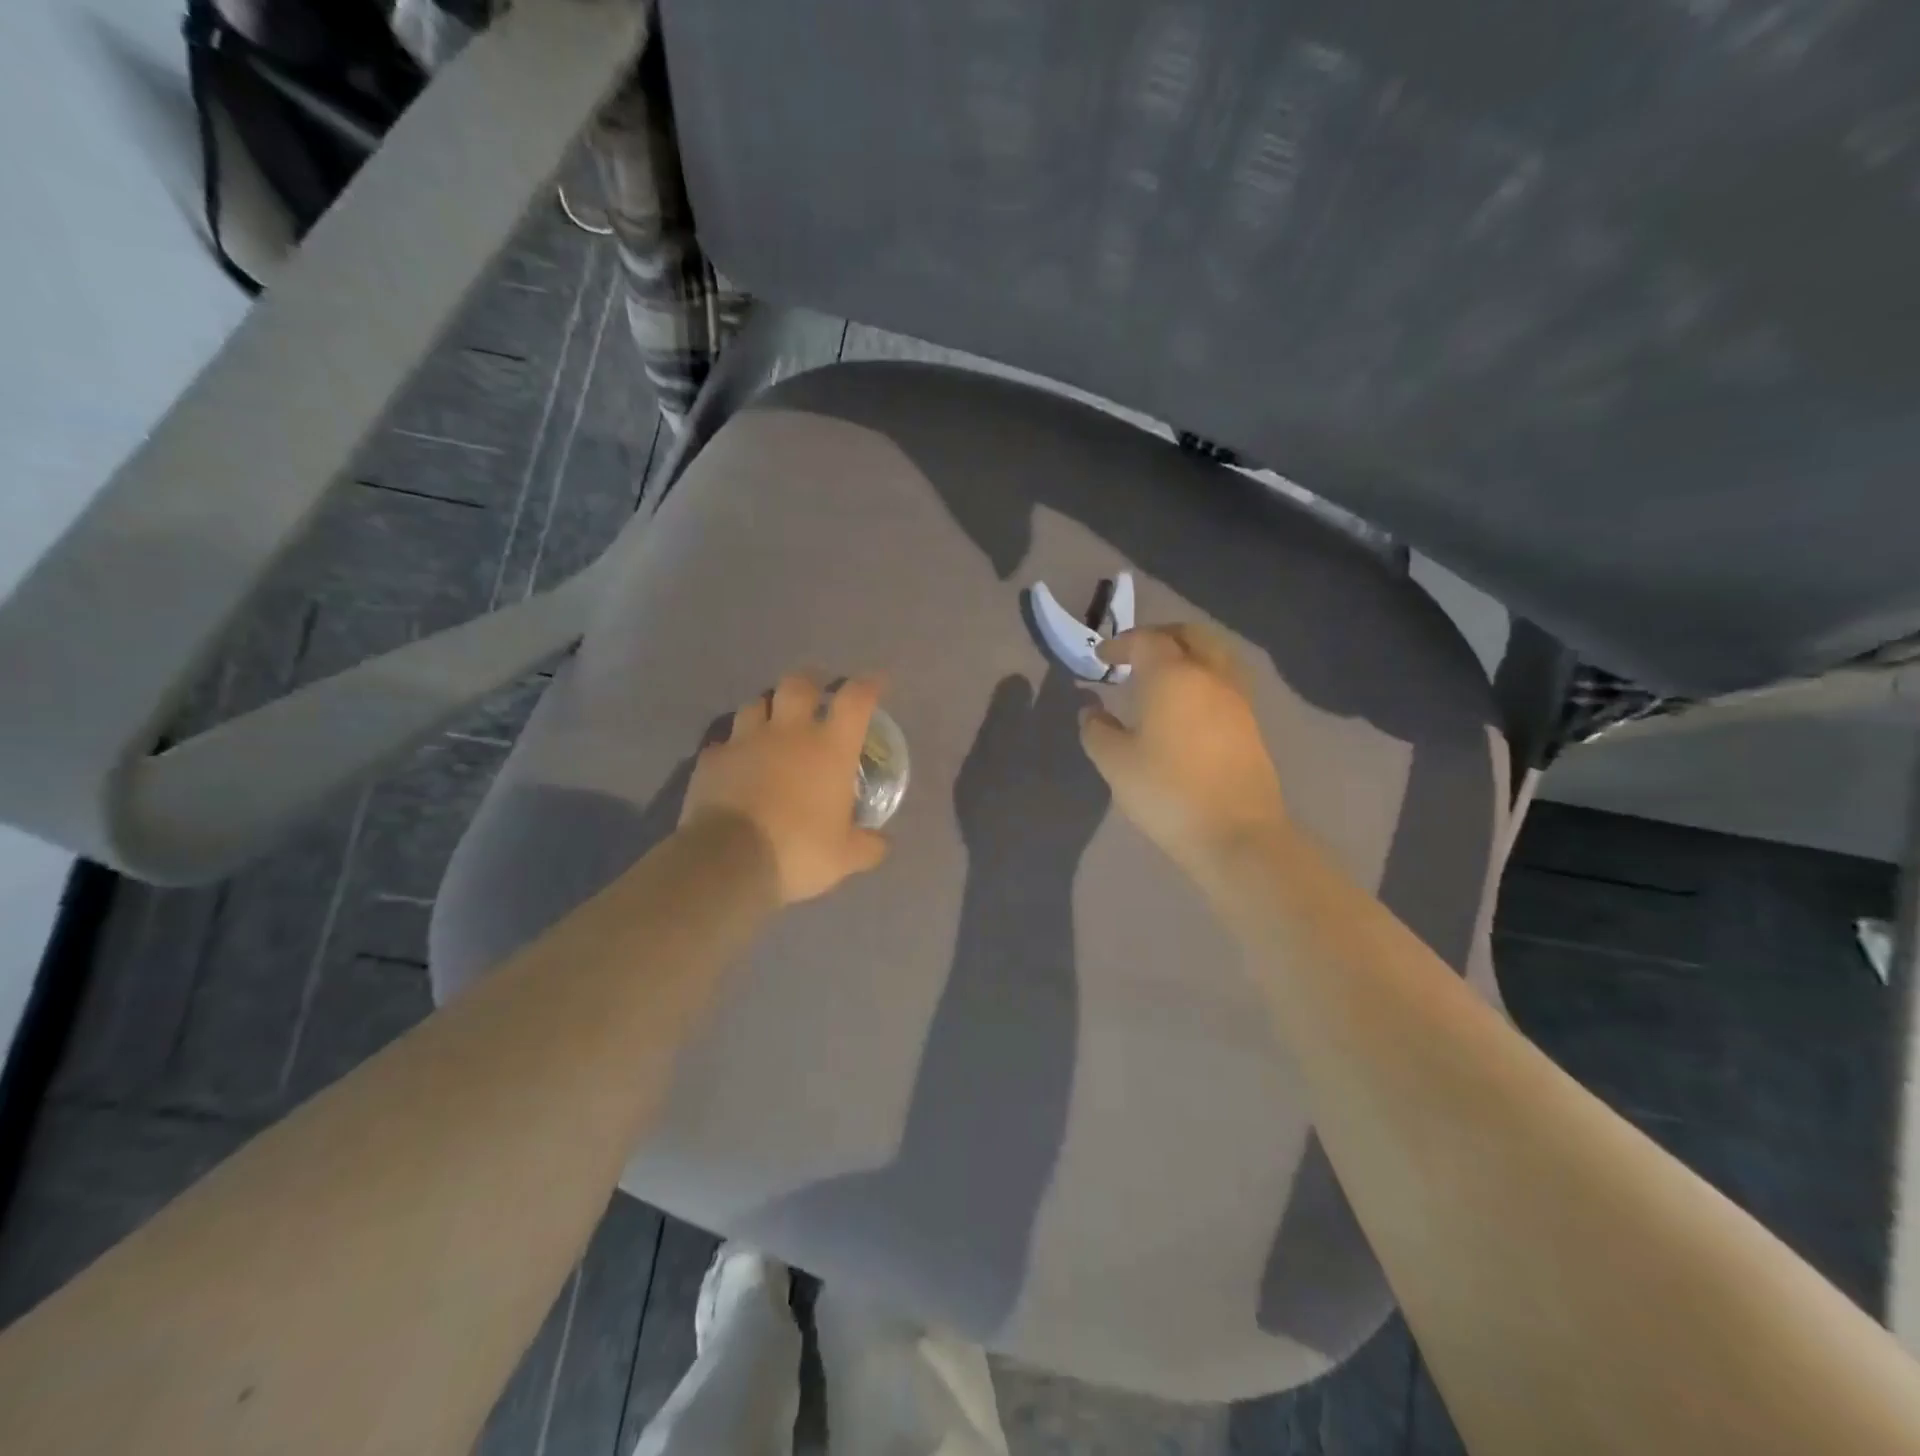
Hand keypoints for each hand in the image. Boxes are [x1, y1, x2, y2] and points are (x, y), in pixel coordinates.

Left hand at [681, 673, 890, 904]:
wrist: (727, 861)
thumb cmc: (798, 851)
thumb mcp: (845, 857)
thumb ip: (868, 846)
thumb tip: (883, 844)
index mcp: (830, 748)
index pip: (855, 699)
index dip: (868, 686)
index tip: (876, 684)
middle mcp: (789, 732)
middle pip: (798, 683)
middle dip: (810, 682)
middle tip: (815, 695)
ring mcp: (745, 741)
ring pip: (756, 703)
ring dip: (769, 709)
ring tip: (772, 724)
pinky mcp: (712, 758)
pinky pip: (725, 741)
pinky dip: (734, 747)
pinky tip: (737, 763)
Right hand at [1077, 624, 1289, 876]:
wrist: (1237, 833)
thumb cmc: (1167, 792)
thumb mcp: (1115, 763)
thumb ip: (1097, 731)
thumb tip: (1091, 712)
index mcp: (1172, 676)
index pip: (1145, 641)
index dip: (1120, 643)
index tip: (1102, 657)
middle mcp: (1209, 675)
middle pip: (1189, 635)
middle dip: (1159, 637)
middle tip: (1135, 653)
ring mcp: (1237, 698)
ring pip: (1214, 654)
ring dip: (1187, 654)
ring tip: (1163, 676)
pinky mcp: (1250, 723)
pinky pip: (1225, 680)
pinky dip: (1203, 676)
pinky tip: (1186, 704)